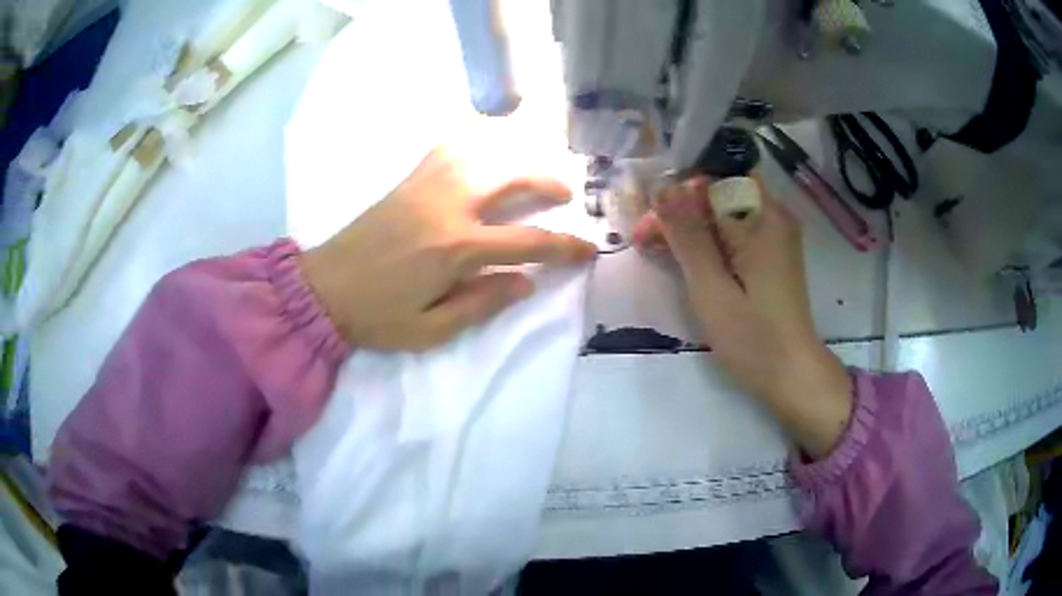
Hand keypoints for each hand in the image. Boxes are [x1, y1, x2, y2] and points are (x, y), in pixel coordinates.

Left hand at [300, 148, 595, 351]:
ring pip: (481, 151)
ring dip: (514, 155)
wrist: (323, 289)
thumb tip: (526, 283)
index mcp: (456, 248)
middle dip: (546, 181)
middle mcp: (447, 205)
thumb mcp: (432, 330)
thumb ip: (483, 303)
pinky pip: (446, 148)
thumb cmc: (376, 317)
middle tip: (565, 193)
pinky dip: (473, 142)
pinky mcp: (407, 181)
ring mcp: (425, 186)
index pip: (528, 243)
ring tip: (530, 167)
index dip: (565, 246)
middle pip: (510, 176)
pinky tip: (484, 150)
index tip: (588, 248)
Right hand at [633, 177, 851, 457]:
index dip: (676, 193)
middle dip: (680, 209)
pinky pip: (735, 230)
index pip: (713, 178)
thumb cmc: (752, 337)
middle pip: (718, 191)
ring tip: (659, 250)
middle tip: (646, 239)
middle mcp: (774, 215)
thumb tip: (662, 186)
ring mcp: (776, 234)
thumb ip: (688, 235)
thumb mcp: (712, 288)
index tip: (649, 223)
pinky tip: (688, 259)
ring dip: (691, 225)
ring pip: (724, 210)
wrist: (792, 374)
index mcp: (764, 217)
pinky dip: (709, 240)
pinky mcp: (772, 252)